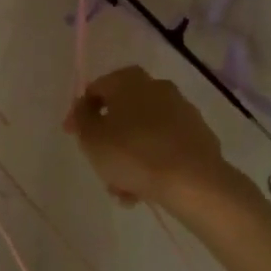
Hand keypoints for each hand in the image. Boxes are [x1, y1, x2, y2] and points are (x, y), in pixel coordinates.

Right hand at [64, 65, 245, 208]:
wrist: (193, 181)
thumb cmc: (133, 153)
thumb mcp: (92, 138)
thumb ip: (81, 118)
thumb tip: (85, 107)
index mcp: (129, 80)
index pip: (97, 88)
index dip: (81, 112)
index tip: (72, 135)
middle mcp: (157, 87)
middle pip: (123, 112)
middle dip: (109, 140)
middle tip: (100, 165)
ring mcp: (181, 111)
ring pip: (144, 133)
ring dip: (129, 157)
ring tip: (122, 190)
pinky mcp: (199, 135)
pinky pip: (165, 146)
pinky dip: (152, 163)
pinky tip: (144, 190)